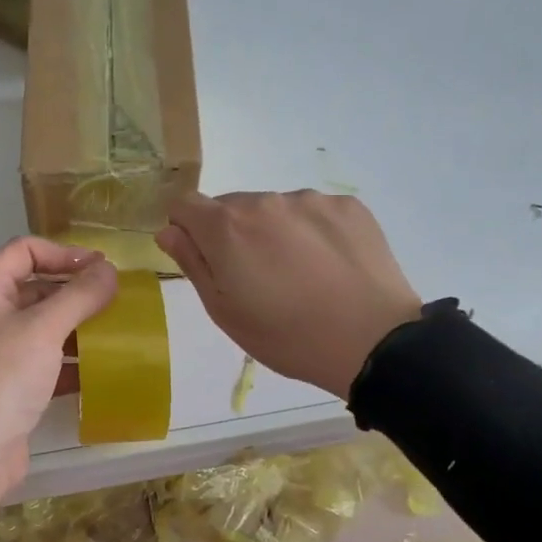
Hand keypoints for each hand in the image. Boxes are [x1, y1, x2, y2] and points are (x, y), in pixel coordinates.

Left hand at [0, 238, 117, 522]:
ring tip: (117, 334)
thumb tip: (109, 269)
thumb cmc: (0, 379)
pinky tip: (101, 371)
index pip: (23, 251)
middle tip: (117, 300)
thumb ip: (78, 295)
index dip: (64, 253)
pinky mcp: (8, 387)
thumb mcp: (42, 329)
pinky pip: (44, 363)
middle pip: (34, 288)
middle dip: (75, 292)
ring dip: (78, 328)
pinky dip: (70, 363)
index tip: (102, 269)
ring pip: (42, 328)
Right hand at [157, 191, 421, 398]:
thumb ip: (192, 263)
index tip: (204, 257)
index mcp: (226, 227)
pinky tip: (328, 266)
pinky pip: (313, 212)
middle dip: (231, 234)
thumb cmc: (285, 336)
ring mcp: (310, 200)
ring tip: (298, 275)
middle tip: (256, 278)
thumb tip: (169, 230)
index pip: (185, 203)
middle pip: (231, 206)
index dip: (186, 228)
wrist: (372, 341)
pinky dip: (311, 232)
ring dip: (273, 232)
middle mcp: (265, 201)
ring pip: (274, 209)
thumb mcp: (224, 311)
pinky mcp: (348, 206)